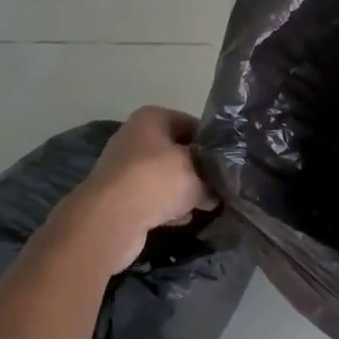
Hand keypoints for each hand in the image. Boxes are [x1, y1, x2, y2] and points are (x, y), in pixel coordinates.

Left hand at [57, 106, 216, 271]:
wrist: (109, 220)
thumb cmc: (157, 180)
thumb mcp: (198, 170)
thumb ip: (213, 173)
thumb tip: (218, 186)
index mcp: (152, 118)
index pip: (194, 124)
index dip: (213, 142)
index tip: (229, 161)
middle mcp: (135, 137)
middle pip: (178, 151)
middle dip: (199, 169)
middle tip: (221, 184)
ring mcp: (124, 168)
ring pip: (165, 176)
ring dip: (184, 190)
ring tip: (207, 204)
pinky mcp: (119, 196)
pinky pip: (152, 197)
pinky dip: (167, 206)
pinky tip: (184, 218)